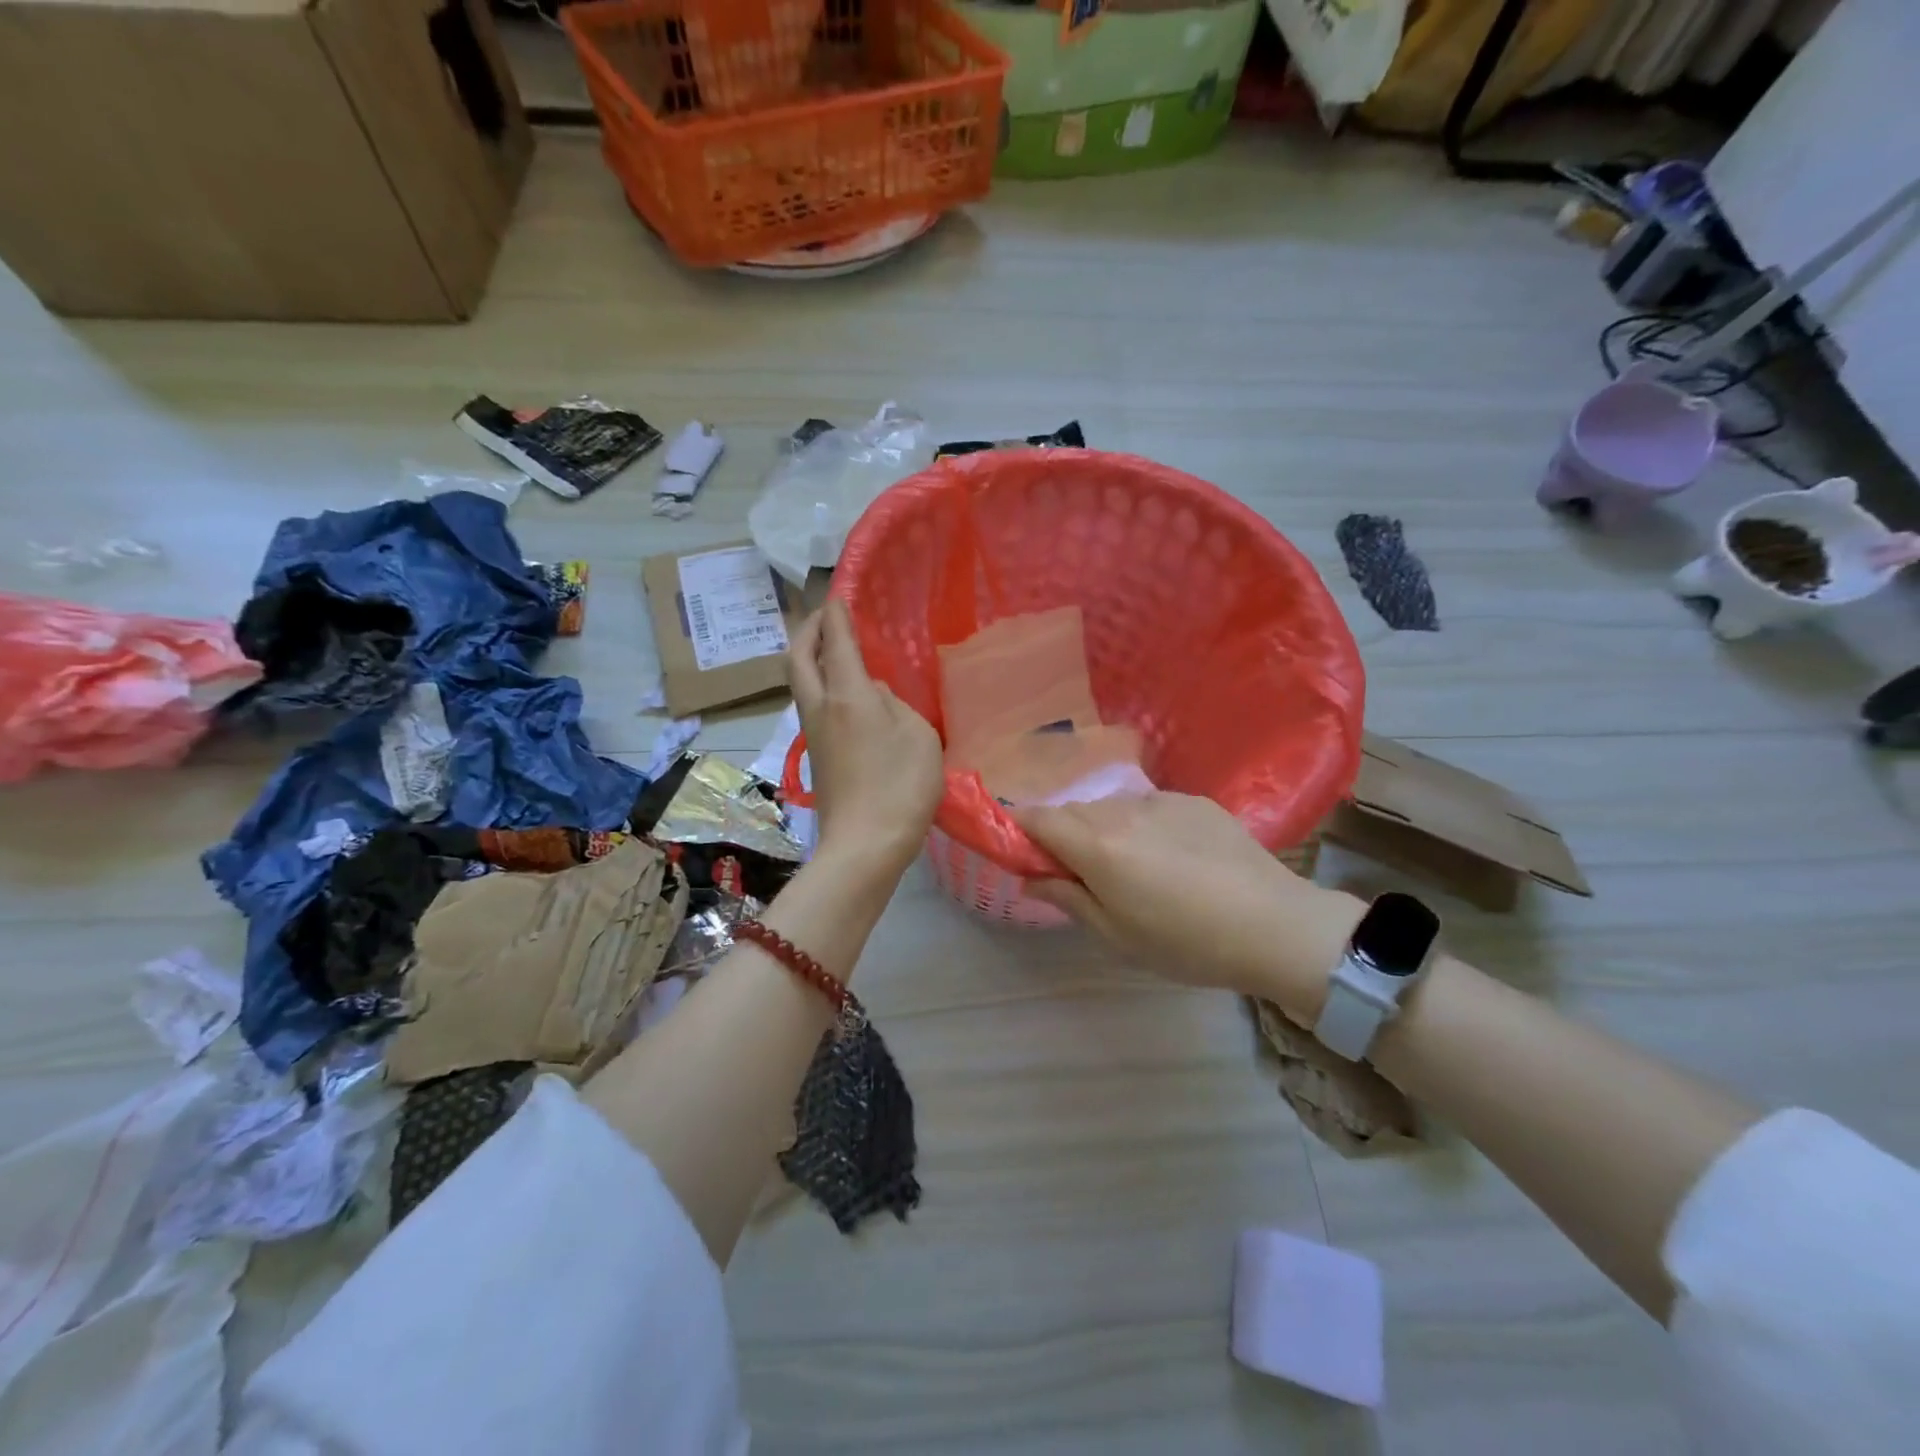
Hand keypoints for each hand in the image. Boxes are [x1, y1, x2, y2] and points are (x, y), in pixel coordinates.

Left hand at [787, 598, 942, 882]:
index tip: (838, 595)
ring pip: (800, 682)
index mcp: (846, 694)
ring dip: (810, 657)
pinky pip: (812, 704)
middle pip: (797, 656)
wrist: (864, 846)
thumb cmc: (900, 786)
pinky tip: (846, 691)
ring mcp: (814, 733)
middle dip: (807, 629)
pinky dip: (820, 683)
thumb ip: (896, 705)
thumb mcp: (918, 735)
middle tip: (825, 617)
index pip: (835, 640)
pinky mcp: (817, 755)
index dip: (836, 614)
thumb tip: (873, 694)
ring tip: (835, 649)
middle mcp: (820, 707)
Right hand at [1013, 793, 1363, 1020]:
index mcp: (1097, 845)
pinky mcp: (1193, 800)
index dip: (1018, 829)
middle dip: (1061, 834)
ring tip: (1129, 867)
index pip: (1036, 818)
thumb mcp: (1117, 935)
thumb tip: (1030, 879)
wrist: (1275, 925)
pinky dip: (1139, 824)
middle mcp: (1122, 810)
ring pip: (1110, 807)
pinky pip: (1148, 806)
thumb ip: (1067, 898)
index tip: (1020, 852)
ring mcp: (1161, 800)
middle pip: (1072, 811)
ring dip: (1101, 828)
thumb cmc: (1187, 943)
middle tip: (1077, 873)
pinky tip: (1169, 857)